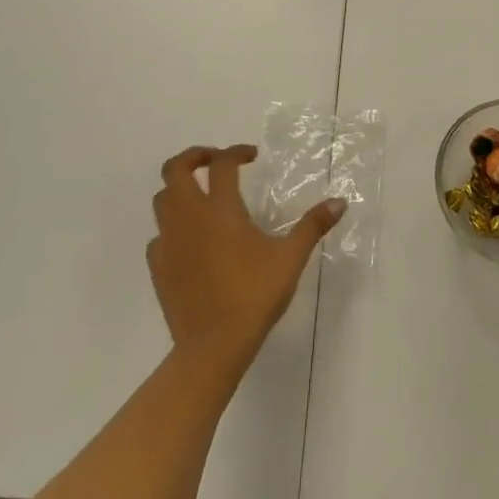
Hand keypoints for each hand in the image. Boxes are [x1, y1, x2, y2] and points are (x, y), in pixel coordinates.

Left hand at [148, 145, 343, 374]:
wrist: (212, 347)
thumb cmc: (253, 296)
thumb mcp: (290, 258)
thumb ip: (313, 226)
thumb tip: (340, 202)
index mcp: (220, 209)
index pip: (222, 163)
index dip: (237, 152)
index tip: (253, 156)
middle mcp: (189, 217)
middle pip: (176, 169)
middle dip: (195, 157)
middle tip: (216, 161)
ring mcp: (169, 242)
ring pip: (162, 199)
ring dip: (180, 189)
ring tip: (202, 196)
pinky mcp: (158, 267)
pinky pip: (159, 235)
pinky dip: (172, 227)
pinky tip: (190, 240)